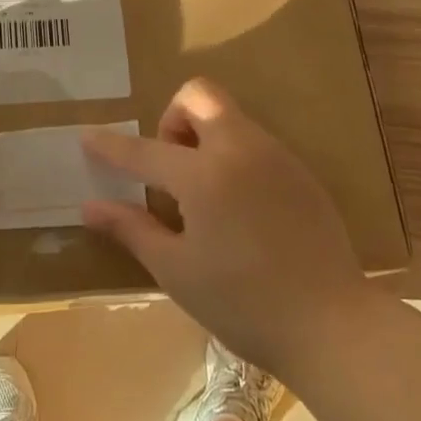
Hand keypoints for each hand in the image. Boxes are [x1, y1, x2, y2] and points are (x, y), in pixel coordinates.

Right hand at [81, 78, 366, 380]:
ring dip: (203, 137)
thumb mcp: (177, 270)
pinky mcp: (300, 171)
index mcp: (204, 174)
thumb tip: (90, 206)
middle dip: (173, 119)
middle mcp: (239, 149)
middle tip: (170, 169)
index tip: (88, 136)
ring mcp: (275, 156)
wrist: (332, 324)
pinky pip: (254, 142)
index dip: (111, 145)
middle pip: (198, 95)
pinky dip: (232, 156)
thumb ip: (132, 229)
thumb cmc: (243, 303)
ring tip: (203, 197)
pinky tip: (237, 208)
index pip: (144, 150)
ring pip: (228, 117)